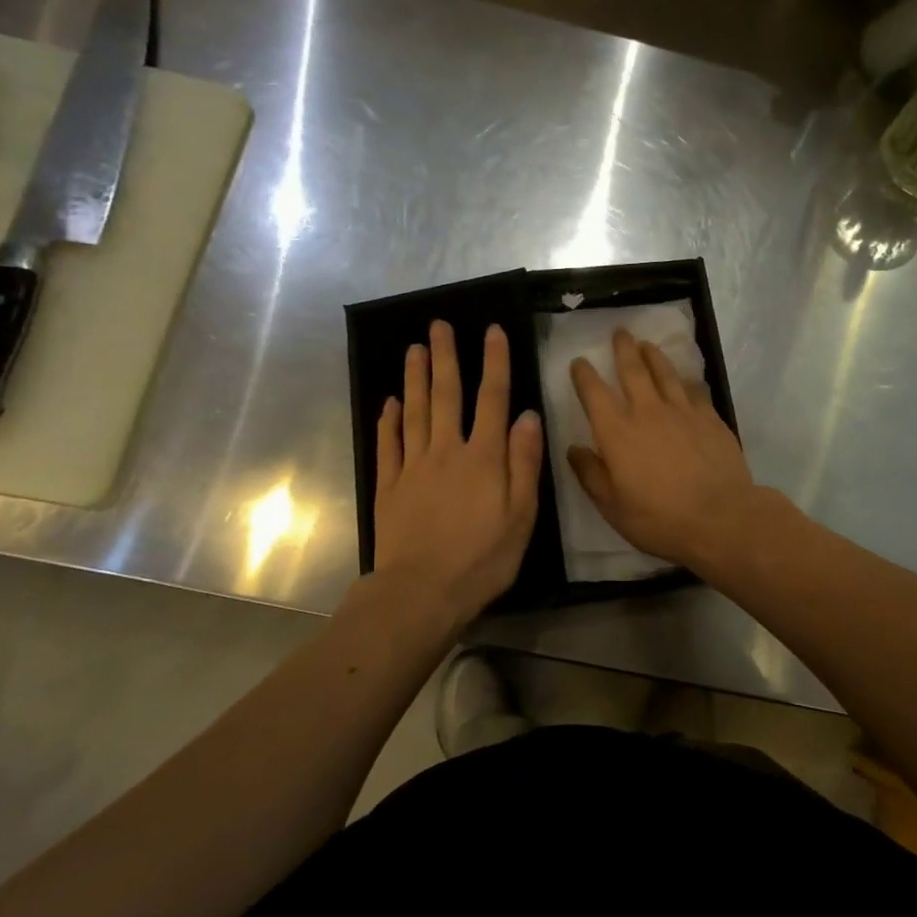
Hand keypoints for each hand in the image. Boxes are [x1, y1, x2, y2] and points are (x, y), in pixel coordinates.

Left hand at [375, 321, 542, 626]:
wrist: (420, 592)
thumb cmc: (482, 559)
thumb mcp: (521, 515)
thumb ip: (525, 463)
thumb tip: (528, 415)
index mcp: (484, 457)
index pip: (492, 399)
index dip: (494, 362)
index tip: (492, 330)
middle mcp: (447, 451)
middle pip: (446, 395)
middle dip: (445, 357)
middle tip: (438, 325)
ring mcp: (413, 466)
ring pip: (414, 411)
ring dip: (415, 378)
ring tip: (413, 349)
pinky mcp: (389, 486)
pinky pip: (388, 444)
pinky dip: (388, 420)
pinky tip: (389, 402)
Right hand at [568, 329, 758, 569]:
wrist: (721, 518)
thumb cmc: (660, 519)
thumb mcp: (613, 507)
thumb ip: (591, 475)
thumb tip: (574, 449)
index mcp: (617, 433)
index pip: (594, 393)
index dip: (584, 375)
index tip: (580, 362)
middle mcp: (647, 412)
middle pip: (633, 369)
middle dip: (623, 348)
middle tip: (620, 332)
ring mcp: (683, 411)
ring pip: (665, 372)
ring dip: (653, 355)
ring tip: (647, 344)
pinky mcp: (710, 417)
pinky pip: (694, 389)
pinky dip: (685, 379)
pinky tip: (685, 378)